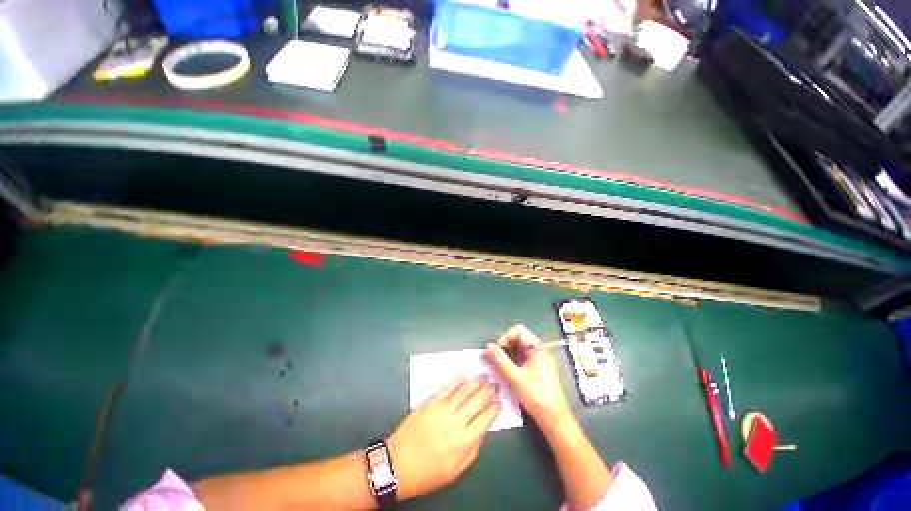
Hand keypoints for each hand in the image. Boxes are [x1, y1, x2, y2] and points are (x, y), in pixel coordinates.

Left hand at [386, 376, 500, 499]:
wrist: (398, 464)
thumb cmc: (429, 472)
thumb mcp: (457, 470)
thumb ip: (473, 449)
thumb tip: (482, 430)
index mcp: (466, 441)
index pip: (486, 419)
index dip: (495, 409)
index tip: (499, 402)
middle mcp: (457, 421)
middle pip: (478, 401)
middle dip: (489, 391)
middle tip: (496, 384)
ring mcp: (443, 409)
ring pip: (464, 390)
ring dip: (476, 382)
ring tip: (485, 375)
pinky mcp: (431, 402)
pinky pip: (447, 387)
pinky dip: (457, 380)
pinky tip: (464, 374)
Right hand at [485, 325, 572, 433]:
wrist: (554, 418)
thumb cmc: (537, 396)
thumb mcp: (516, 378)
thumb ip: (501, 360)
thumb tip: (488, 347)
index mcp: (538, 348)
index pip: (518, 331)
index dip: (505, 338)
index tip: (496, 351)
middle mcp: (539, 350)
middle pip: (517, 339)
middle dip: (504, 346)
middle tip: (493, 358)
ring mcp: (537, 359)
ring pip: (517, 349)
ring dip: (506, 354)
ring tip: (496, 365)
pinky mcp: (535, 368)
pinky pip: (520, 358)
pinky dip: (510, 361)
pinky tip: (503, 371)